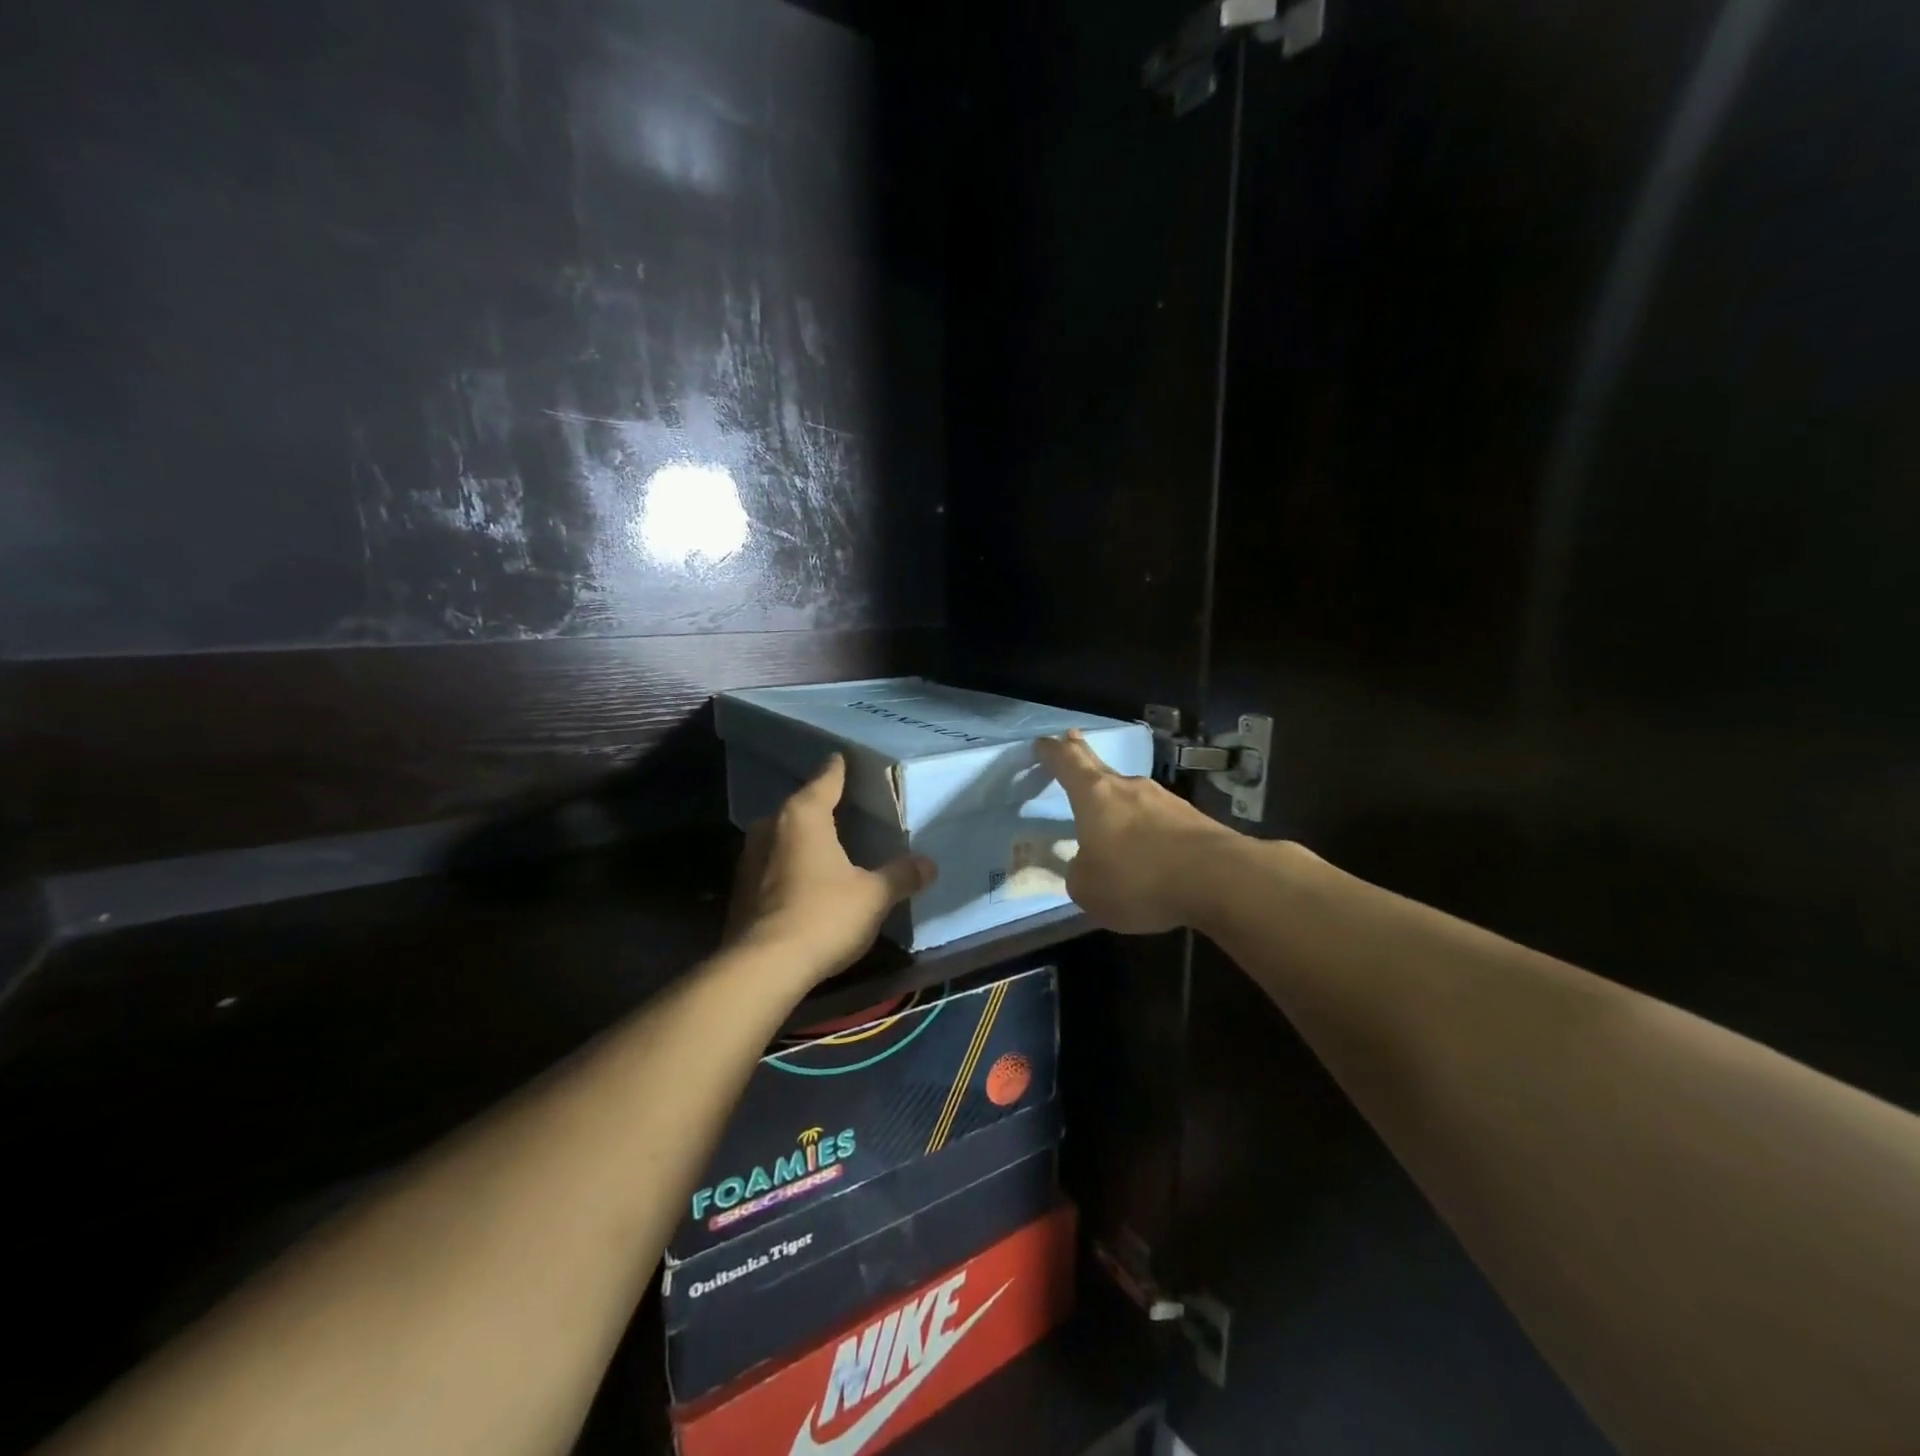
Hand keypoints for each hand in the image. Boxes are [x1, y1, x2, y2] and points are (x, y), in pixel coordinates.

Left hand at [725, 755, 937, 981]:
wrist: (763, 967)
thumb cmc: (823, 915)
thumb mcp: (873, 895)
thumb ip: (901, 875)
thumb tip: (929, 864)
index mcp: (803, 815)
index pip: (825, 779)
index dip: (838, 769)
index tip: (843, 757)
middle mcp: (770, 827)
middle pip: (800, 807)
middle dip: (820, 808)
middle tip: (845, 808)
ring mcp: (749, 859)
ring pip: (782, 837)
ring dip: (802, 840)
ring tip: (828, 846)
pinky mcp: (741, 891)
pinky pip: (772, 866)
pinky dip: (790, 867)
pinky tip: (806, 882)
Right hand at [1035, 730, 1236, 933]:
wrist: (1218, 880)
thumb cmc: (1138, 879)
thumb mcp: (1088, 889)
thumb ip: (1079, 873)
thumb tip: (1087, 864)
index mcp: (1095, 796)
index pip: (1067, 762)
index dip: (1052, 752)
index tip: (1043, 742)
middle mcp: (1129, 787)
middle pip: (1100, 767)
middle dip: (1083, 754)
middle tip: (1072, 740)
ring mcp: (1166, 800)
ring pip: (1132, 795)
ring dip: (1119, 801)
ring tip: (1112, 819)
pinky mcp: (1193, 820)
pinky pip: (1159, 820)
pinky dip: (1148, 829)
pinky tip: (1150, 850)